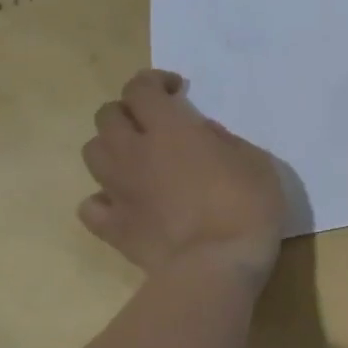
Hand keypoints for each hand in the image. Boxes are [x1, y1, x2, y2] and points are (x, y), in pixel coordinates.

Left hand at [78, 70, 286, 279]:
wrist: (217, 265)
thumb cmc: (247, 205)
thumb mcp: (256, 161)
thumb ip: (224, 141)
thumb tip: (202, 135)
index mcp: (171, 129)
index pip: (141, 88)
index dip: (154, 82)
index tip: (176, 90)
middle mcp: (135, 152)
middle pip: (108, 116)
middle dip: (129, 112)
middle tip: (156, 124)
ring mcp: (118, 190)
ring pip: (92, 153)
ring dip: (113, 148)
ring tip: (139, 160)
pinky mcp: (112, 227)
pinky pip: (92, 203)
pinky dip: (104, 197)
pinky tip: (126, 202)